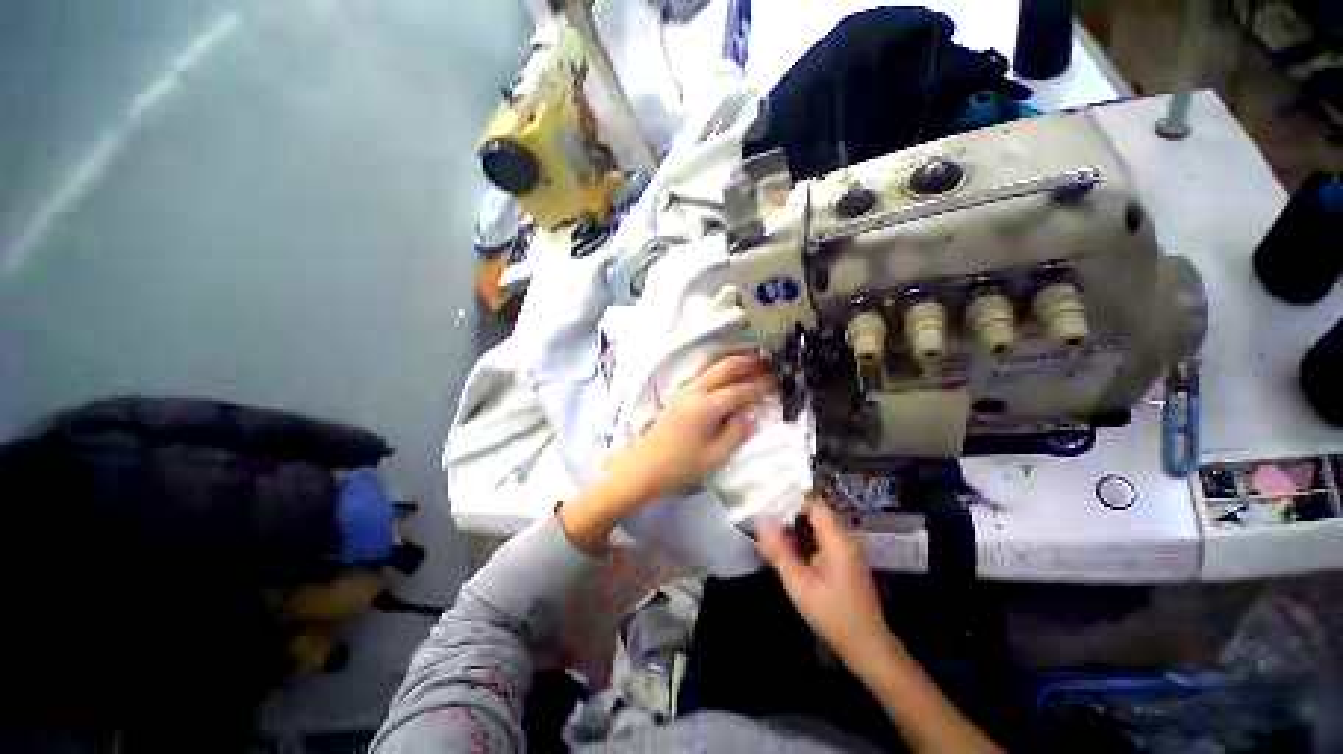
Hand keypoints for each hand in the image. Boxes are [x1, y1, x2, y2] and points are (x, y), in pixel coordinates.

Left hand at [604, 353, 775, 504]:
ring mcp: (684, 389)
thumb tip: (749, 414)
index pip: (739, 390)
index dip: (760, 385)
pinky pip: (705, 373)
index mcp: (705, 407)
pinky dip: (721, 368)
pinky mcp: (679, 393)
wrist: (645, 466)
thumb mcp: (716, 456)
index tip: (777, 381)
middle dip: (749, 362)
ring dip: (734, 360)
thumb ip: (737, 432)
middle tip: (769, 362)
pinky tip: (731, 373)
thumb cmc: (681, 466)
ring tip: (754, 359)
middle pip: (725, 367)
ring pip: (713, 366)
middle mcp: (695, 391)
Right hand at [757, 502, 891, 663]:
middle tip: (767, 527)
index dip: (790, 503)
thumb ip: (778, 550)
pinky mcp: (846, 559)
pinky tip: (792, 555)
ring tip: (774, 539)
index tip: (769, 511)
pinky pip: (823, 539)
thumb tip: (760, 519)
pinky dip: (806, 542)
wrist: (867, 647)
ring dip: (797, 531)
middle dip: (790, 518)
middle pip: (815, 513)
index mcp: (837, 539)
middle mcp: (846, 538)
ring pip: (818, 526)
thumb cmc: (832, 615)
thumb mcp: (799, 584)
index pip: (813, 504)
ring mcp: (848, 549)